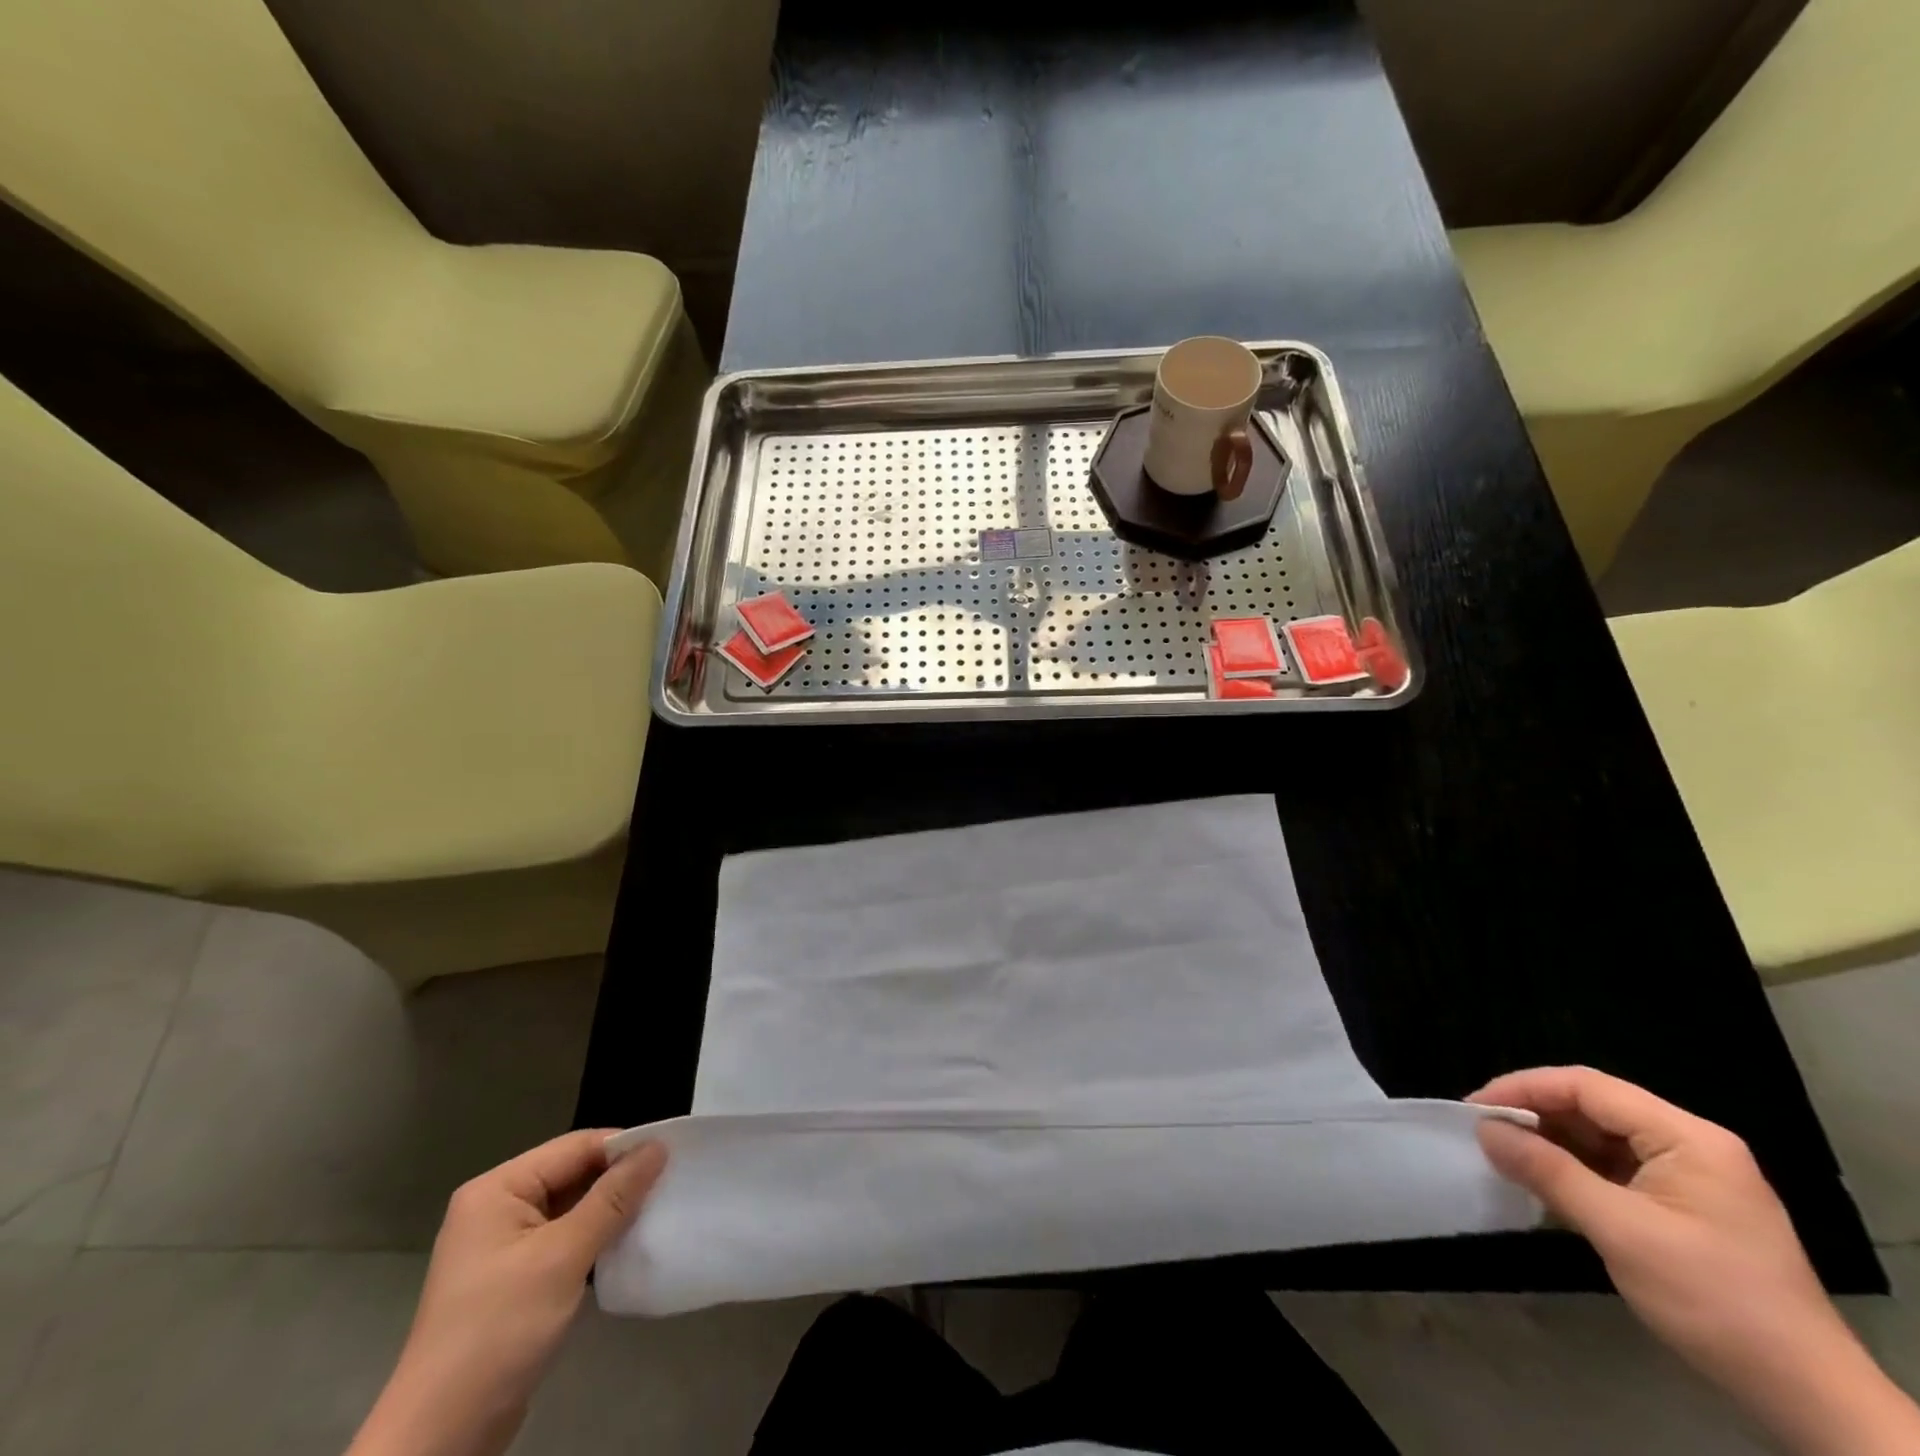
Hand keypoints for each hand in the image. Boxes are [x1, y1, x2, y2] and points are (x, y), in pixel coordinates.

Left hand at [348, 1131, 666, 1455]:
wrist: (441, 1438)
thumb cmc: (498, 1330)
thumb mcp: (563, 1257)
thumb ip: (613, 1197)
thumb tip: (658, 1146)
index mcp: (498, 1190)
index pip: (575, 1147)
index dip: (623, 1148)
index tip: (673, 1156)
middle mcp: (497, 1208)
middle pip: (573, 1174)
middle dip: (619, 1180)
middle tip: (670, 1184)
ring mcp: (503, 1246)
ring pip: (572, 1208)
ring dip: (610, 1212)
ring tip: (657, 1211)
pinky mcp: (513, 1279)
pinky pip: (563, 1240)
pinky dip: (594, 1240)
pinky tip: (625, 1246)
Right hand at [1471, 1067, 1919, 1455]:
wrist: (1806, 1396)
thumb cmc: (1713, 1300)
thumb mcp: (1621, 1231)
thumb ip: (1548, 1172)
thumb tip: (1484, 1130)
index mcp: (1687, 1138)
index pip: (1588, 1087)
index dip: (1525, 1088)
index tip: (1475, 1109)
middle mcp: (1691, 1145)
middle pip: (1594, 1107)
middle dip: (1535, 1115)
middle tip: (1483, 1132)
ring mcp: (1691, 1178)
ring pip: (1601, 1138)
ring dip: (1551, 1143)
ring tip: (1504, 1155)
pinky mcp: (1685, 1208)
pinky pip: (1616, 1169)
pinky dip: (1575, 1170)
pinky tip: (1544, 1183)